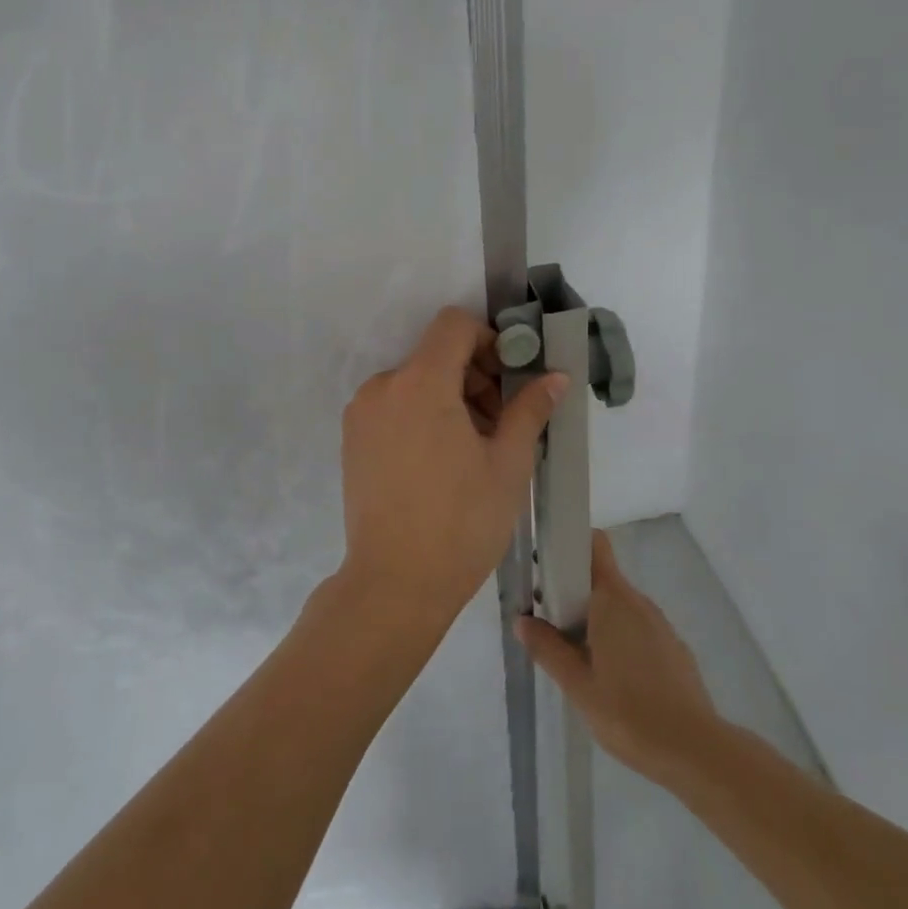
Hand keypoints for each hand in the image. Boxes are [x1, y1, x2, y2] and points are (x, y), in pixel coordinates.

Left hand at [339, 308, 567, 629]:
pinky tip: (442, 462)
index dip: (488, 339)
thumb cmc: (461, 522)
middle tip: (501, 423)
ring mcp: (361, 414)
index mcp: (420, 382)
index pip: (454, 325)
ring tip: (475, 448)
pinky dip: (422, 415)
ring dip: (449, 398)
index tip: (509, 377)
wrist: (395, 584)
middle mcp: (382, 386)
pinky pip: (394, 407)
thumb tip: (555, 376)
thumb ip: (529, 409)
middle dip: (474, 376)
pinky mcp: (352, 440)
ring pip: (414, 382)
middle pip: (435, 355)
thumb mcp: (507, 464)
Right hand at [517, 530, 722, 788]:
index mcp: (613, 599)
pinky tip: (612, 680)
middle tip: (550, 626)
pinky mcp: (673, 649)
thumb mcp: (577, 685)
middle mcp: (638, 602)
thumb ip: (547, 649)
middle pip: (601, 578)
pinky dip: (619, 639)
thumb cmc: (629, 713)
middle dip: (573, 594)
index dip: (570, 546)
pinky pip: (637, 629)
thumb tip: (523, 621)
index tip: (546, 569)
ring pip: (618, 606)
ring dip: (595, 620)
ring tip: (577, 659)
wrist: (696, 752)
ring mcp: (660, 625)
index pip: (594, 545)